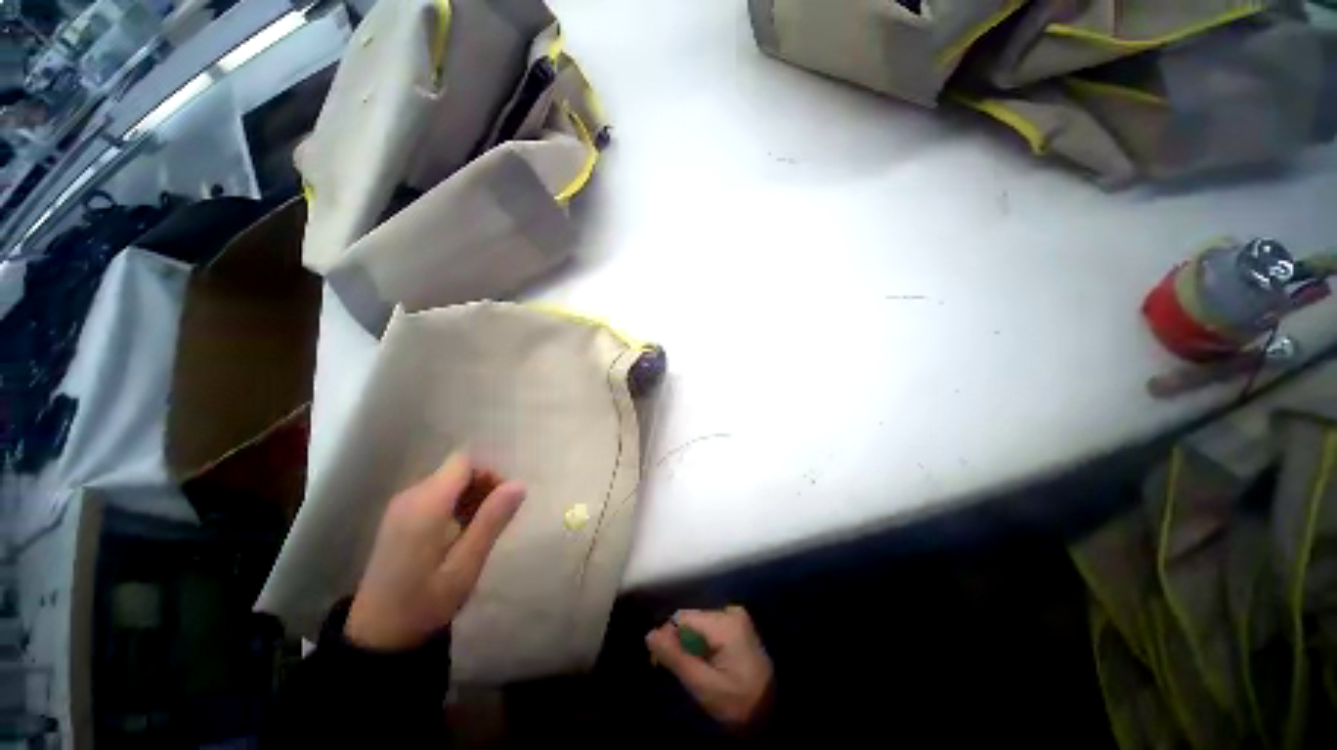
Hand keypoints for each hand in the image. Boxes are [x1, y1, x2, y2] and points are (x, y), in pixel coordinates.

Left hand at [345, 452, 524, 650]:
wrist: (379, 634)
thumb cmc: (427, 600)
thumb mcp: (467, 564)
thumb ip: (492, 520)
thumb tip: (519, 484)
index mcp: (426, 504)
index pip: (463, 462)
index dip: (488, 474)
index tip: (501, 501)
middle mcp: (410, 497)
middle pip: (456, 471)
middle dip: (482, 487)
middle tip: (494, 521)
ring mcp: (401, 507)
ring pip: (447, 483)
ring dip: (470, 498)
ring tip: (478, 532)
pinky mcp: (399, 518)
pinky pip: (435, 497)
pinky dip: (454, 506)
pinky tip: (458, 535)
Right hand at [646, 606, 773, 729]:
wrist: (776, 719)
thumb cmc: (739, 706)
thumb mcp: (703, 686)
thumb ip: (675, 657)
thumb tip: (649, 634)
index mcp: (725, 622)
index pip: (682, 618)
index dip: (666, 638)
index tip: (659, 664)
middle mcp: (731, 611)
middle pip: (691, 620)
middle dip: (679, 643)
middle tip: (677, 673)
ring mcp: (737, 618)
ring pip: (698, 625)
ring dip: (689, 646)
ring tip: (691, 671)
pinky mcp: (738, 627)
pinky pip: (710, 630)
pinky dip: (702, 646)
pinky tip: (705, 665)